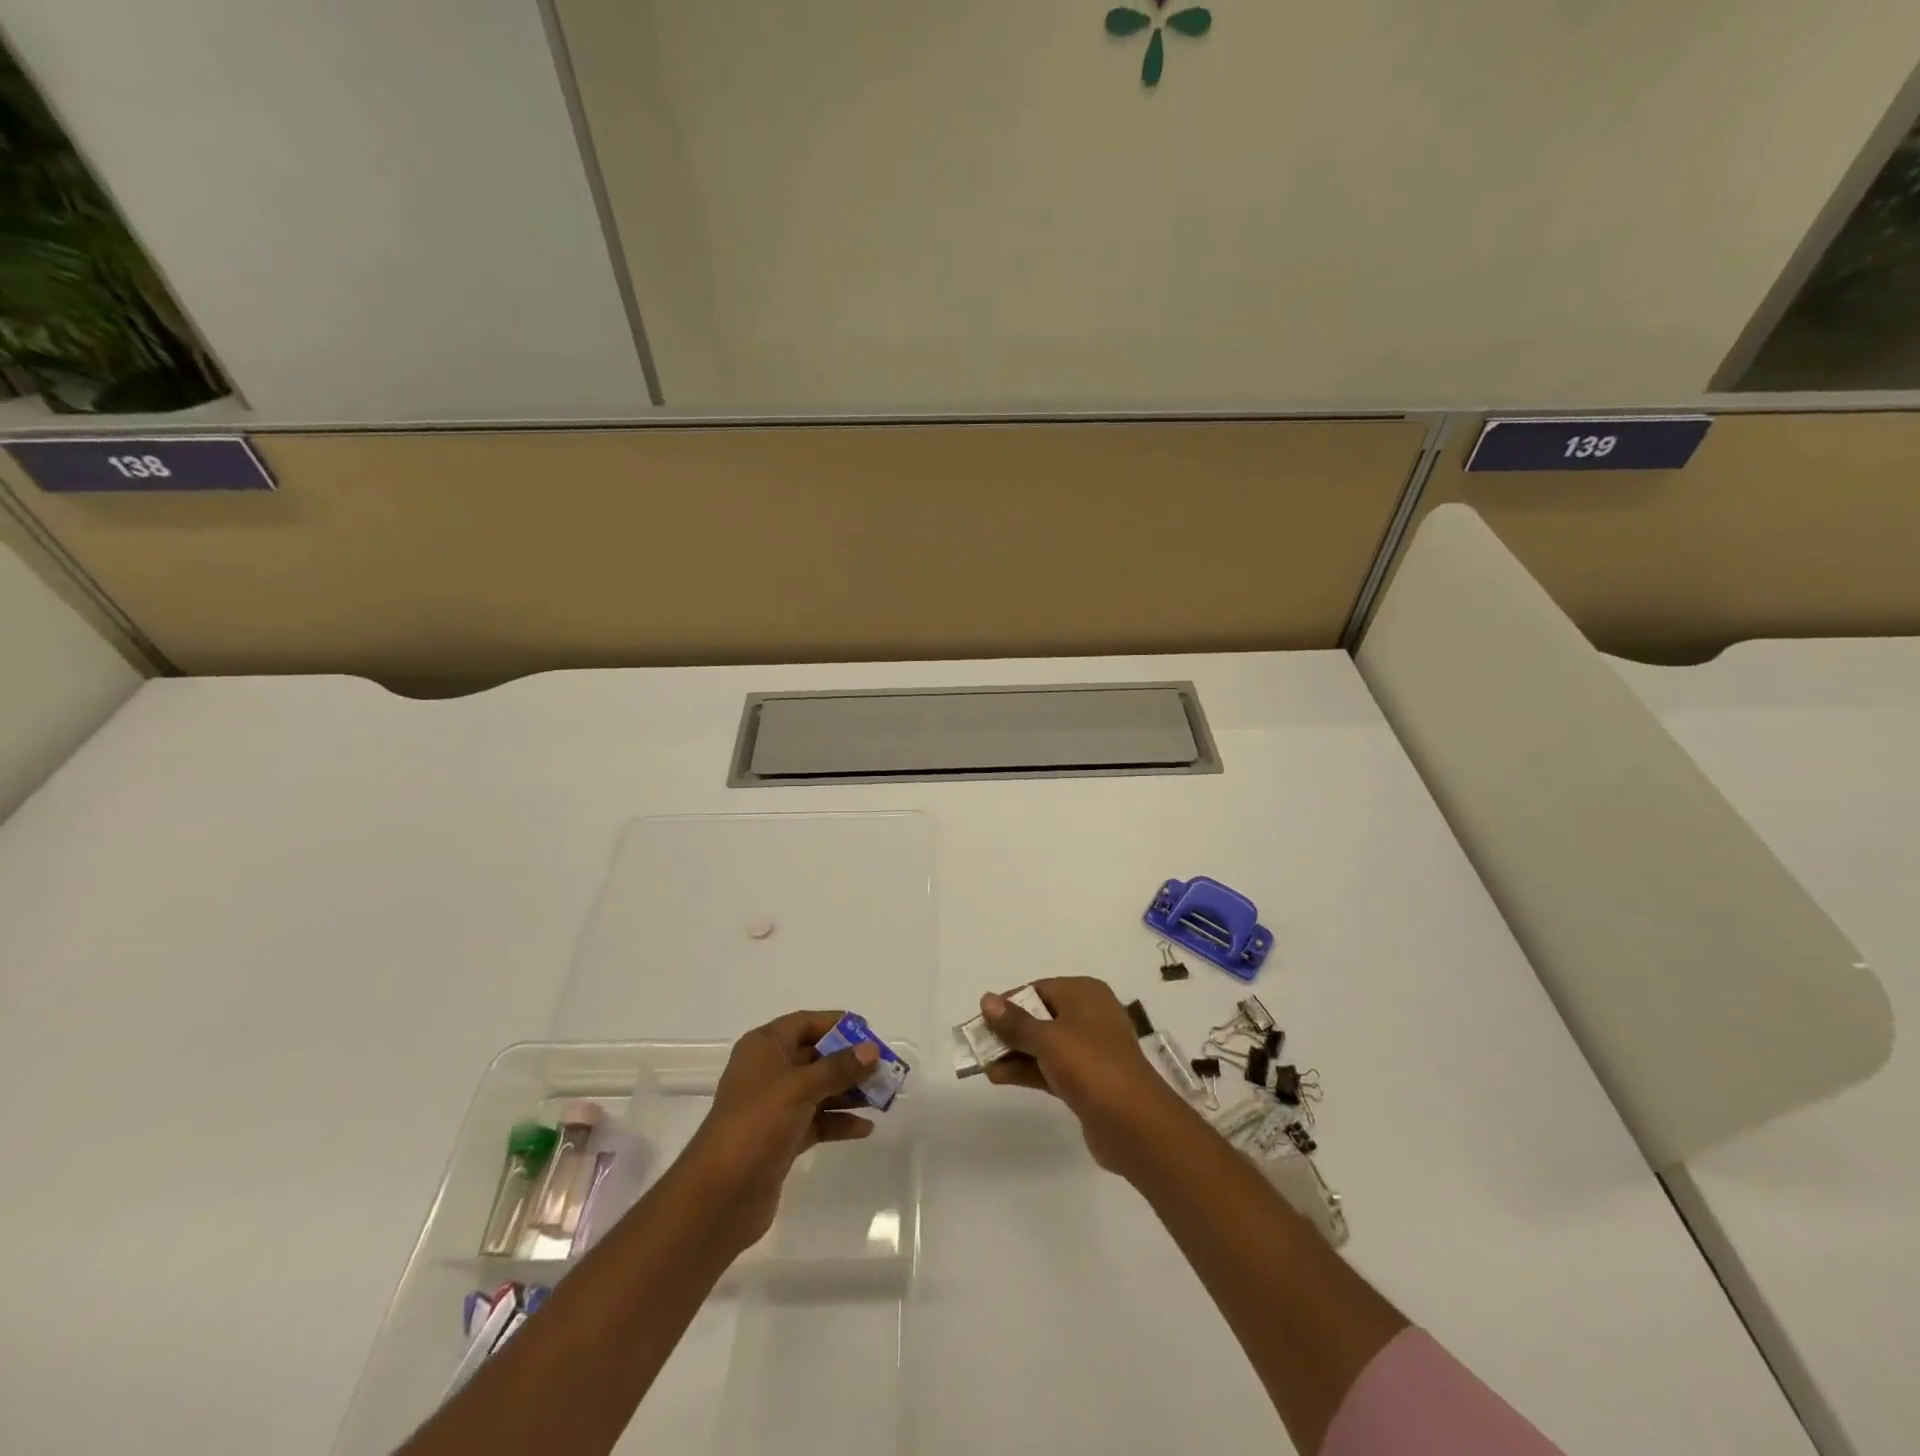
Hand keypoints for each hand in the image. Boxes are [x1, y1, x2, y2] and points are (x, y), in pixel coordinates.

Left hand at [677, 1010, 878, 1250]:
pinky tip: (864, 1128)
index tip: (869, 1034)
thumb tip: (871, 1050)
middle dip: (849, 1062)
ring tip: (882, 1098)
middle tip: (883, 1069)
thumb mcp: (800, 1087)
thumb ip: (839, 1067)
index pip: (805, 1023)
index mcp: (764, 1047)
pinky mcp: (781, 1138)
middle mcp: (768, 1071)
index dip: (836, 1024)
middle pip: (815, 1056)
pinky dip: (838, 1121)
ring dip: (849, 1092)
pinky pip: (817, 1120)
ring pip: (819, 1089)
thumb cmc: (757, 1124)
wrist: (719, 1195)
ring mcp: (774, 1106)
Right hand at [980, 976, 1190, 1176]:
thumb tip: (987, 999)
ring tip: (982, 1064)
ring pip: (1044, 1045)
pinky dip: (1028, 1070)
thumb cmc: (1090, 1065)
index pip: (1038, 989)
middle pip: (1040, 1016)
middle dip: (1009, 1031)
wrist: (1134, 1123)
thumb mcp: (1047, 1038)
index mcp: (1085, 994)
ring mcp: (1090, 1050)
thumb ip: (1015, 1022)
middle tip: (977, 1044)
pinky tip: (999, 1077)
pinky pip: (1051, 1067)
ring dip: (1014, 1053)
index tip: (981, 1020)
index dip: (1008, 1003)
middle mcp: (1089, 1016)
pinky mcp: (1088, 1080)